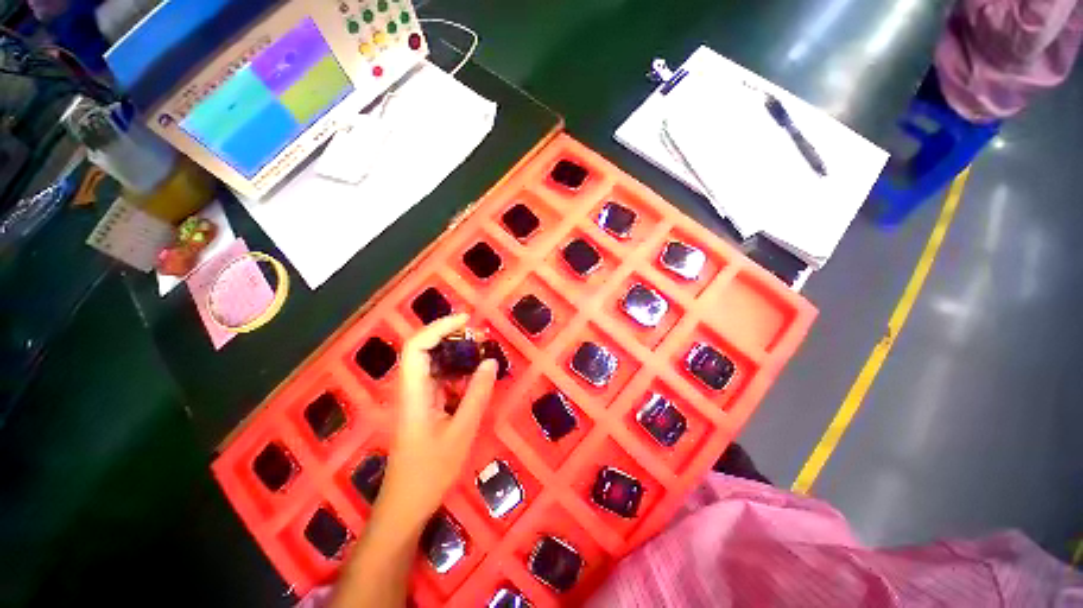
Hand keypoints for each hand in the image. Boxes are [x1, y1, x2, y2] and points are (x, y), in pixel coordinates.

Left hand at [372, 314, 497, 532]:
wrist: (406, 506)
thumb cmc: (430, 471)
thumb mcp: (461, 432)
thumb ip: (477, 394)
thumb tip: (490, 361)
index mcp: (413, 392)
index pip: (417, 346)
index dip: (439, 327)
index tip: (467, 320)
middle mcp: (411, 388)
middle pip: (424, 349)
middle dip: (451, 336)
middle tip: (480, 336)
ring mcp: (417, 397)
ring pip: (433, 363)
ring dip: (456, 352)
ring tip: (482, 350)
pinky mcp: (424, 407)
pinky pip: (440, 379)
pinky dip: (457, 371)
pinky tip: (475, 375)